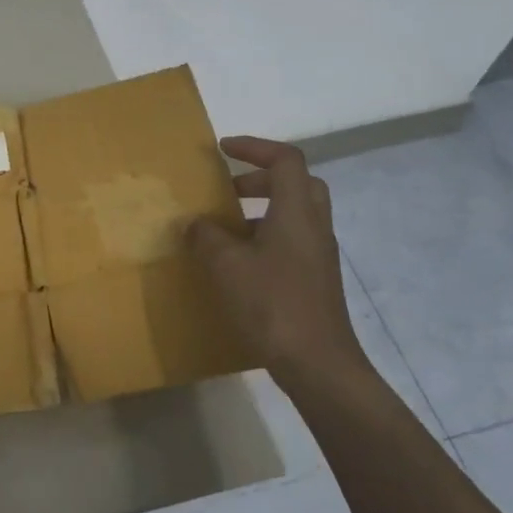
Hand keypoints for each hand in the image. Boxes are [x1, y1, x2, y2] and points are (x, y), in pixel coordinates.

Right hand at [187, 136, 370, 391]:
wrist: (318, 364)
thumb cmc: (272, 304)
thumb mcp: (226, 266)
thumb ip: (206, 237)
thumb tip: (194, 224)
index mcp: (296, 212)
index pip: (285, 160)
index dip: (255, 147)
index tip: (223, 150)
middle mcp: (313, 227)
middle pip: (297, 183)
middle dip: (260, 178)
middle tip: (228, 189)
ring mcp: (318, 255)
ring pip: (294, 214)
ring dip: (261, 210)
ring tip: (223, 229)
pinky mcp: (316, 280)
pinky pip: (292, 242)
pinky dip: (266, 238)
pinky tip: (238, 264)